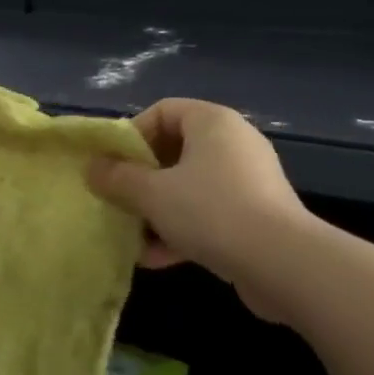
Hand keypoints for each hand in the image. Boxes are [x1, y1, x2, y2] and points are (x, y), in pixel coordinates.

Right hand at [89, 98, 313, 321]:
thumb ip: (118, 179)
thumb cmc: (211, 211)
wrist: (282, 263)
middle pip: (175, 150)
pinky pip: (210, 213)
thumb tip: (91, 168)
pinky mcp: (256, 215)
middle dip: (142, 179)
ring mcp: (248, 180)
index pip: (163, 111)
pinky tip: (156, 258)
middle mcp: (233, 143)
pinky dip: (183, 229)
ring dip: (158, 210)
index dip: (133, 135)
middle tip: (119, 201)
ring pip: (190, 186)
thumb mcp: (153, 194)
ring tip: (132, 236)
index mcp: (212, 122)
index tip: (112, 166)